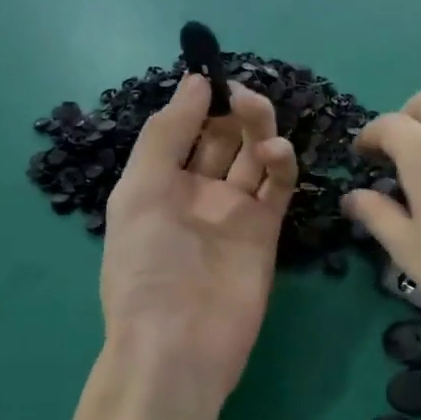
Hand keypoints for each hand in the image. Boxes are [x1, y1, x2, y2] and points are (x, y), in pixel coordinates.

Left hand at [99, 74, 296, 403]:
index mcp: (159, 182)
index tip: (215, 76)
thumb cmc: (148, 266)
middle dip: (233, 113)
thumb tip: (194, 81)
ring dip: (258, 130)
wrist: (180, 343)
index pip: (184, 129)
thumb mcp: (140, 191)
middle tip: (244, 96)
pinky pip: (276, 188)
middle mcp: (198, 192)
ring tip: (258, 116)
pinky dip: (281, 165)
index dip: (199, 103)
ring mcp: (234, 212)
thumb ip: (166, 133)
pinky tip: (278, 152)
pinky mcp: (266, 231)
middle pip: (223, 139)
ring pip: (253, 157)